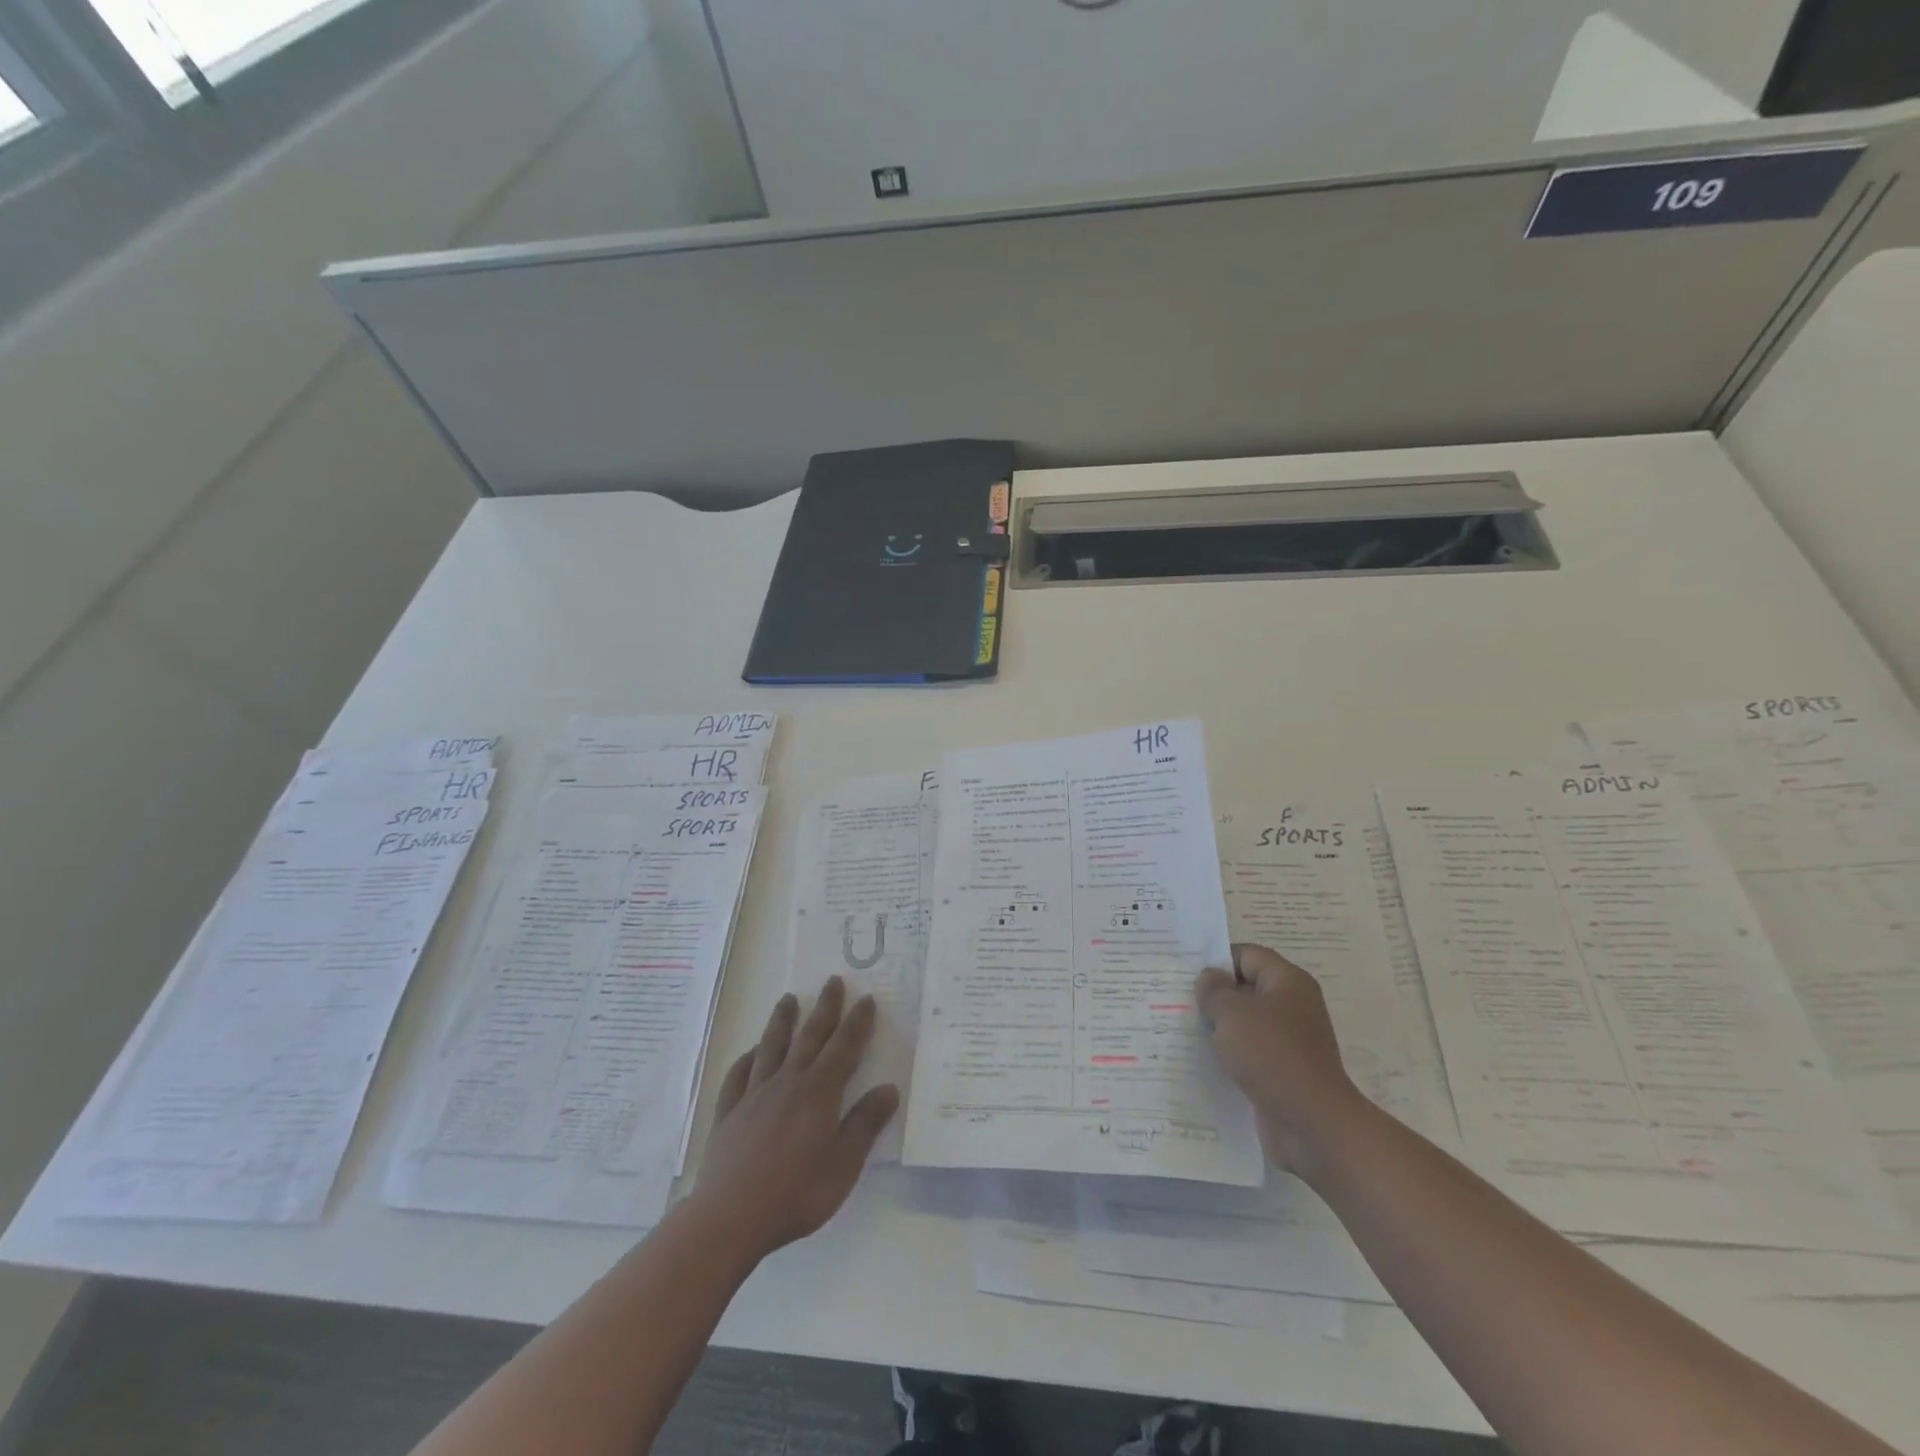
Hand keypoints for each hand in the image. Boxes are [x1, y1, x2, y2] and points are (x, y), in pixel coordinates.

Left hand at [691, 977, 899, 1260]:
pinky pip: (738, 1076)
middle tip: (832, 981)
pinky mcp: (729, 1113)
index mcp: (819, 1093)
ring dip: (782, 1022)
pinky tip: (751, 1052)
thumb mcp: (843, 1165)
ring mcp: (754, 1096)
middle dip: (824, 1008)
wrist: (729, 1218)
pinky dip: (747, 1059)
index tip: (865, 999)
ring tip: (788, 999)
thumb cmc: (796, 1194)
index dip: (857, 1023)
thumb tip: (889, 1088)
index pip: (843, 1048)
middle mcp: (788, 1083)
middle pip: (810, 1037)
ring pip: (772, 1047)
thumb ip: (865, 1125)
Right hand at [1195, 943, 1361, 1175]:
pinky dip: (1230, 1054)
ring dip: (1219, 1026)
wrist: (1312, 1124)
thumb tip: (1210, 980)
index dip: (1216, 960)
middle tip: (1178, 999)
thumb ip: (1214, 990)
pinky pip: (1250, 1052)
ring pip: (1246, 1022)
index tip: (1184, 974)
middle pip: (1246, 988)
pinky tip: (1204, 1059)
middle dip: (1214, 994)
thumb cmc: (1272, 1055)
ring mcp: (1290, 1041)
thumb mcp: (1232, 1012)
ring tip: (1184, 1028)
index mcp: (1288, 982)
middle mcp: (1293, 1006)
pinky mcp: (1284, 1071)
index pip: (1246, 955)